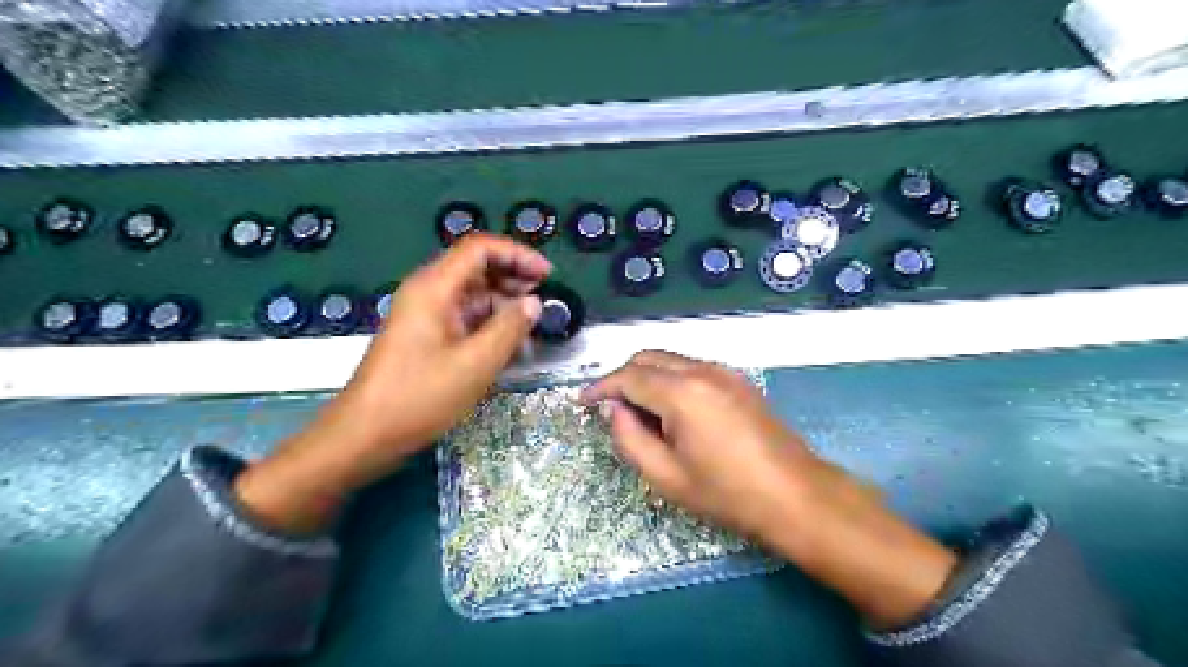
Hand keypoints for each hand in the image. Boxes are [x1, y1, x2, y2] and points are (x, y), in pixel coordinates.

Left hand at [238, 232, 552, 531]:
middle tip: (544, 299)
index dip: (517, 254)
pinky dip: (489, 323)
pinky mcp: (425, 336)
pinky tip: (509, 343)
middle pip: (476, 267)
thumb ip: (510, 328)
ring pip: (472, 294)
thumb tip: (534, 303)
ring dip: (504, 303)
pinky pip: (464, 317)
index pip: (480, 248)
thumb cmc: (420, 396)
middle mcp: (428, 292)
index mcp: (434, 287)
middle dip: (513, 277)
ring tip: (532, 326)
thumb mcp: (475, 363)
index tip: (547, 275)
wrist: (365, 434)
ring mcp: (425, 315)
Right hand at [582, 350, 958, 627]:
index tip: (582, 402)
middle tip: (610, 409)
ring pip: (669, 359)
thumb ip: (629, 438)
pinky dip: (669, 379)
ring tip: (639, 413)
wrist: (794, 494)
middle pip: (647, 358)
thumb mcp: (666, 476)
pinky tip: (671, 409)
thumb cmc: (726, 493)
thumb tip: (614, 410)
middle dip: (622, 377)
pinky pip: (690, 367)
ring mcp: (723, 371)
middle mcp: (701, 370)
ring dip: (646, 377)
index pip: (627, 377)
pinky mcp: (737, 379)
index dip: (600, 387)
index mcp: (680, 392)